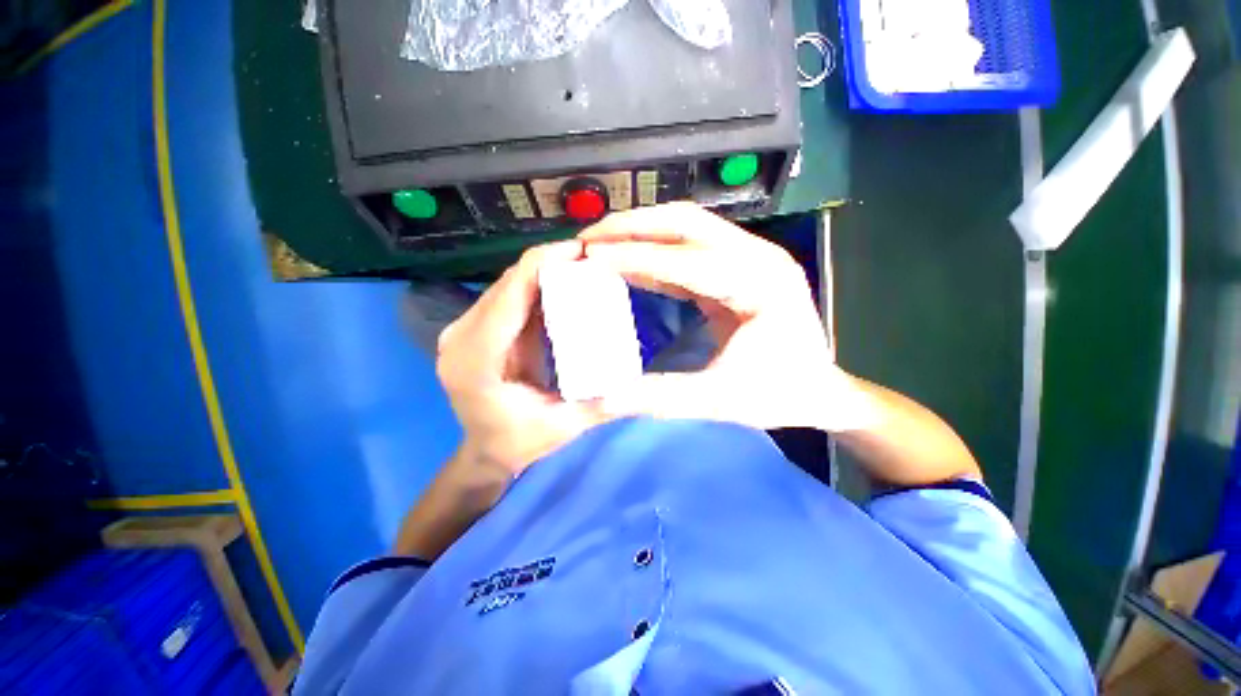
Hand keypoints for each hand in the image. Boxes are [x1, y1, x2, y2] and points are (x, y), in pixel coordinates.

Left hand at [435, 240, 612, 476]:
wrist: (487, 452)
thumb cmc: (520, 444)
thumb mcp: (564, 428)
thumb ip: (602, 405)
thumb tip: (643, 383)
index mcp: (475, 362)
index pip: (507, 298)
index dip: (540, 265)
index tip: (578, 250)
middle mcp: (461, 339)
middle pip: (506, 286)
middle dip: (546, 263)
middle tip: (588, 256)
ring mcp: (464, 332)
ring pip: (506, 287)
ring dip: (541, 272)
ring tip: (579, 264)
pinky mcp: (476, 331)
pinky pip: (508, 299)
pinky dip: (534, 287)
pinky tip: (561, 283)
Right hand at [581, 203, 869, 431]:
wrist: (818, 390)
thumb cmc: (779, 395)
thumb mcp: (720, 401)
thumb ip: (661, 397)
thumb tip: (606, 398)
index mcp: (761, 284)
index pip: (686, 259)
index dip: (634, 255)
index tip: (590, 255)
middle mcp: (758, 257)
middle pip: (686, 222)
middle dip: (633, 226)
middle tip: (589, 237)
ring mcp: (750, 257)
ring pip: (686, 227)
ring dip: (640, 232)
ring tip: (599, 243)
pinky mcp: (737, 267)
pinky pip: (688, 249)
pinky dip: (654, 252)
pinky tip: (627, 261)